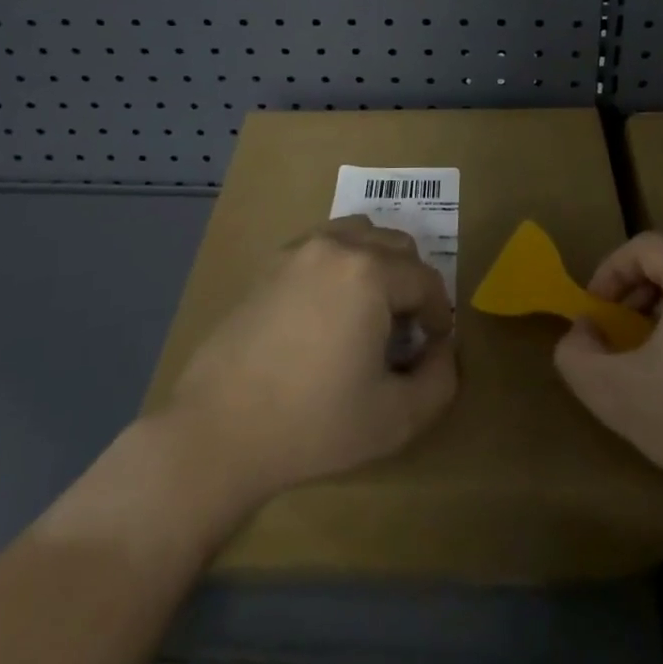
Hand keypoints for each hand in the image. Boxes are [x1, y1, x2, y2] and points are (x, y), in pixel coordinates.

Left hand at [161, 216, 457, 507]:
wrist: (219, 429)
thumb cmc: (313, 423)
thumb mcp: (395, 418)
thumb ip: (440, 380)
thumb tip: (443, 349)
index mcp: (371, 273)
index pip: (426, 279)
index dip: (438, 314)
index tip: (432, 347)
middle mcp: (338, 246)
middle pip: (397, 244)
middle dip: (412, 283)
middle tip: (403, 330)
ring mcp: (300, 249)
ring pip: (360, 234)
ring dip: (378, 263)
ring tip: (369, 311)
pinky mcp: (272, 263)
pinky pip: (324, 245)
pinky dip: (342, 262)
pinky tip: (330, 309)